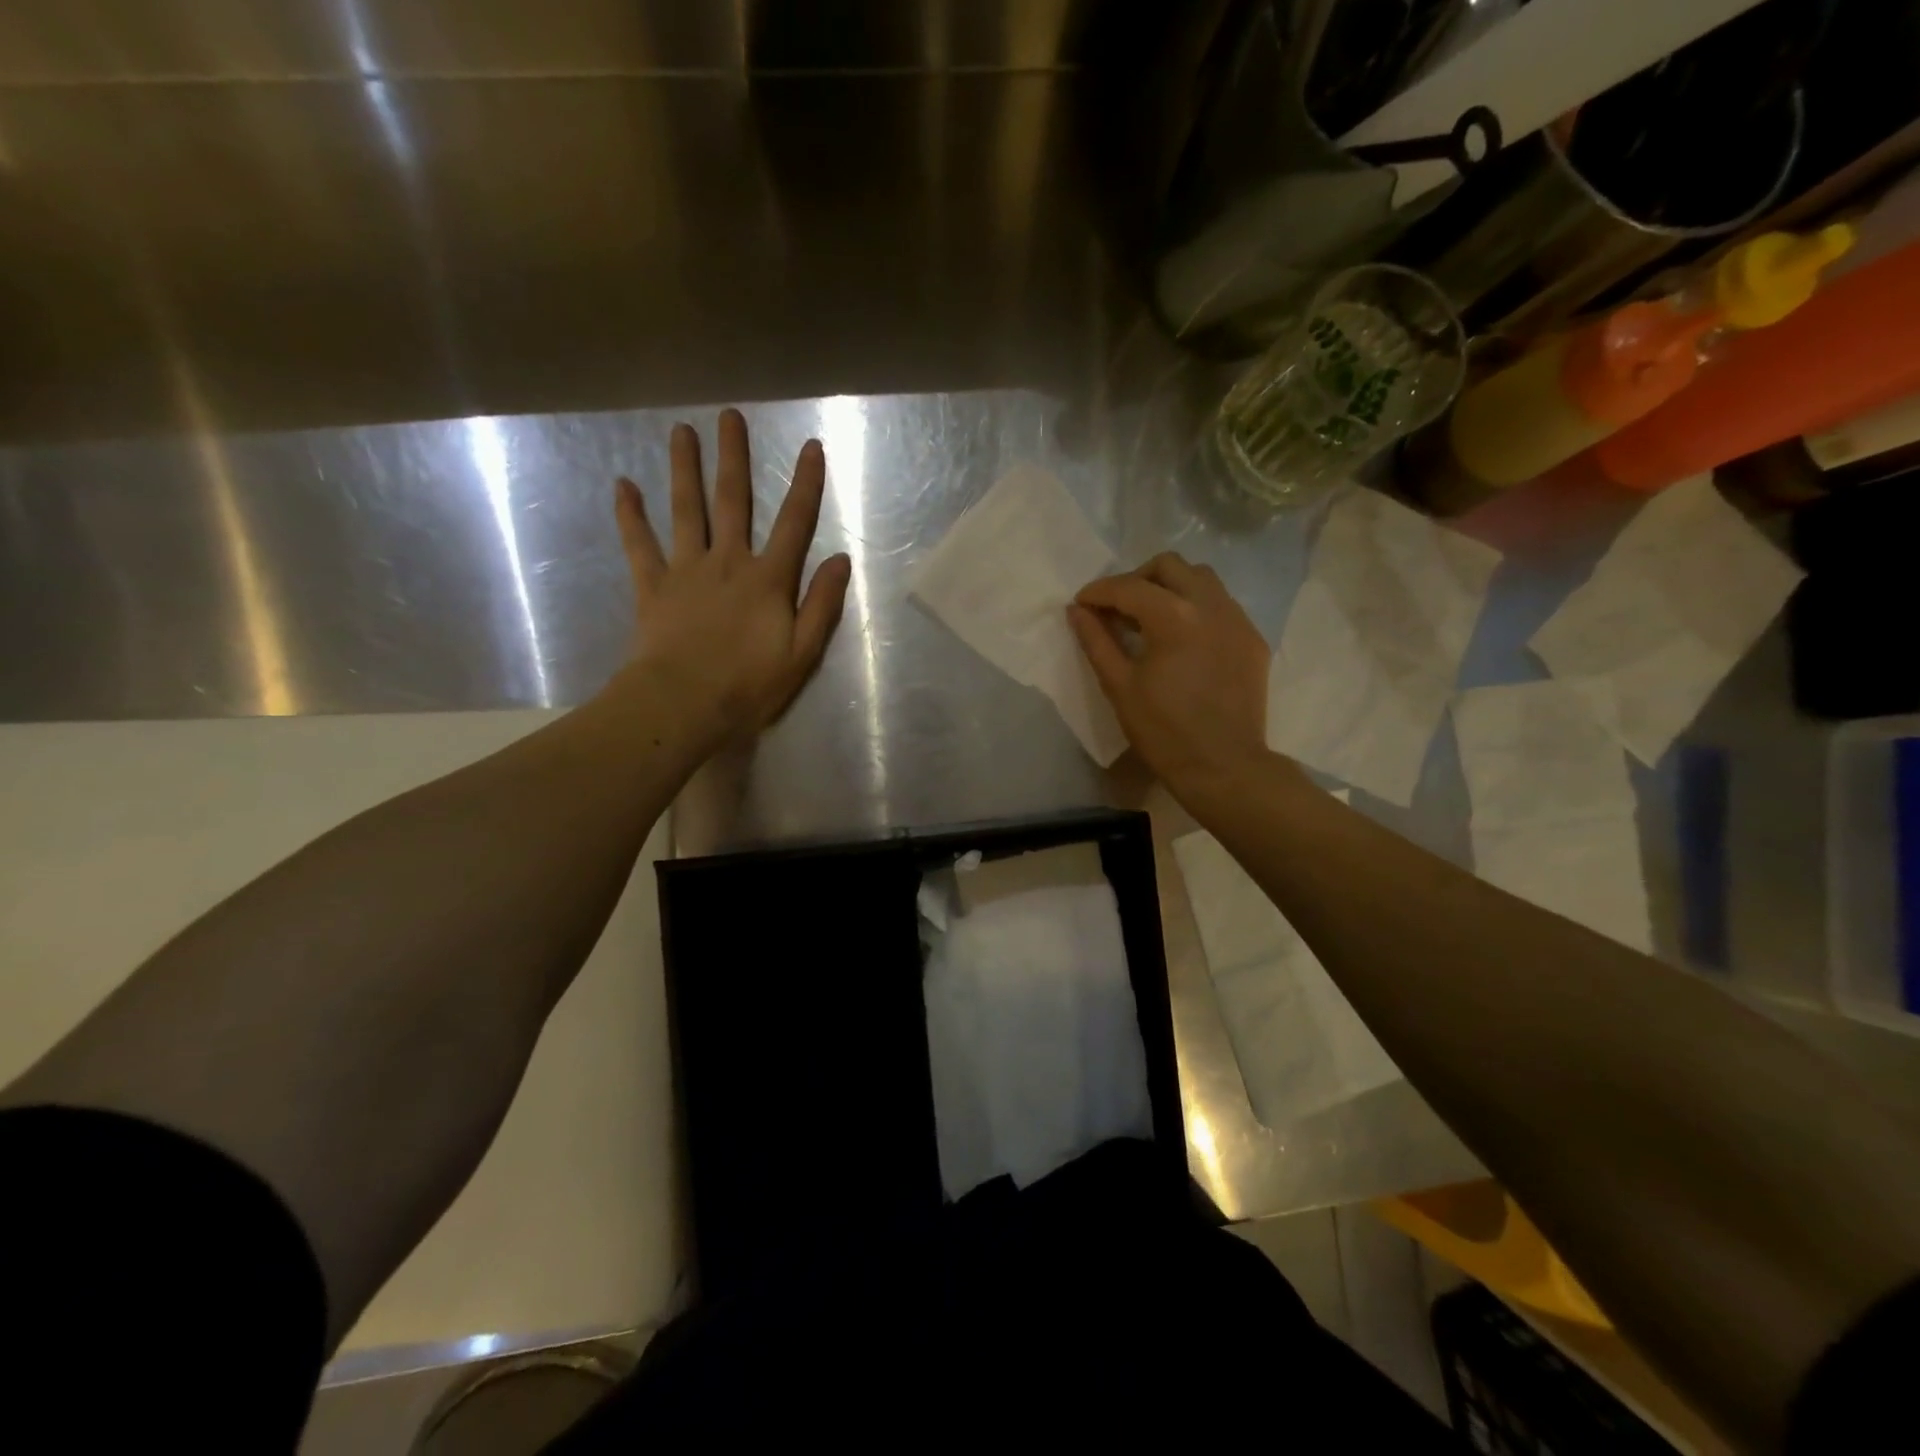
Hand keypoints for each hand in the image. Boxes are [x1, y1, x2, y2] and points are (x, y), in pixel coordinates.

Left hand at [612, 409, 851, 747]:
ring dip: (683, 469)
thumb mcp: (802, 652)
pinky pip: (639, 544)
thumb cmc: (749, 685)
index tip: (810, 446)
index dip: (805, 484)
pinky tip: (622, 485)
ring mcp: (686, 570)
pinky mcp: (653, 586)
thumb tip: (840, 560)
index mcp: (768, 579)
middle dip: (733, 457)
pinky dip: (630, 515)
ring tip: (681, 432)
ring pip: (685, 510)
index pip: (793, 523)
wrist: (683, 704)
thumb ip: (822, 604)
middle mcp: (727, 562)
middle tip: (729, 416)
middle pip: (732, 501)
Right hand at [1068, 553, 1270, 793]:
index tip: (1081, 603)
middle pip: (1169, 566)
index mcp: (1174, 616)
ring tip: (1151, 618)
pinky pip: (1222, 605)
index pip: (1129, 587)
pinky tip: (1183, 639)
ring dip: (1171, 587)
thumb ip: (1096, 641)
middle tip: (1118, 608)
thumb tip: (1077, 610)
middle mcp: (1211, 605)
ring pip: (1201, 578)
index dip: (1099, 591)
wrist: (1223, 767)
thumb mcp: (1119, 686)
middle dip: (1137, 579)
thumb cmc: (1163, 731)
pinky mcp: (1252, 639)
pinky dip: (1196, 608)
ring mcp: (1238, 620)